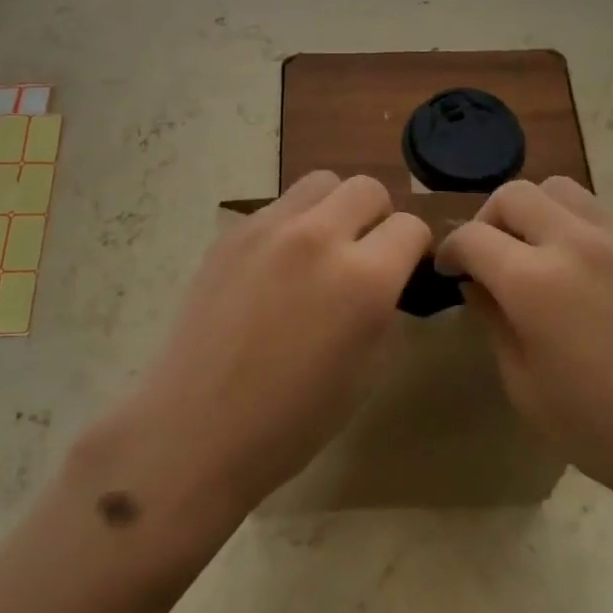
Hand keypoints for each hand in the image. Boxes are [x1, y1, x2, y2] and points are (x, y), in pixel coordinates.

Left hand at [99, 172, 430, 523]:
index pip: (410, 227)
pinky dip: (292, 225)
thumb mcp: (369, 370)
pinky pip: (277, 207)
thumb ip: (386, 308)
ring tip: (320, 250)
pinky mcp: (231, 234)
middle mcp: (318, 236)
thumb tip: (387, 279)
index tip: (404, 268)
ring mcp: (268, 228)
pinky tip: (275, 268)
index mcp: (363, 278)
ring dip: (334, 209)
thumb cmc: (294, 419)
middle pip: (367, 188)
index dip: (414, 249)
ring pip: (320, 183)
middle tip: (364, 253)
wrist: (199, 428)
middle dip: (378, 217)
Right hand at [436, 177, 612, 522]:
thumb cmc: (608, 431)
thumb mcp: (526, 388)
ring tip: (535, 252)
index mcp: (534, 282)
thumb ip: (494, 323)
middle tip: (488, 258)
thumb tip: (479, 285)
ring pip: (559, 189)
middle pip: (513, 194)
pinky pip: (599, 210)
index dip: (449, 250)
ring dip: (532, 211)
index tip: (448, 271)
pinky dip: (573, 223)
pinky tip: (582, 268)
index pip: (472, 237)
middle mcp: (575, 242)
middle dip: (487, 219)